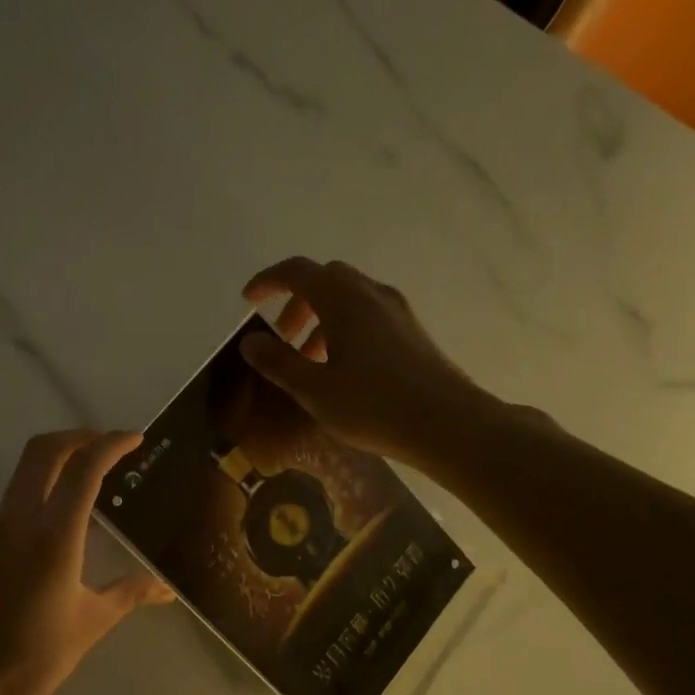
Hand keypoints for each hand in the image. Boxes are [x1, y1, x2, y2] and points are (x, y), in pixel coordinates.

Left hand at [0, 430, 174, 694]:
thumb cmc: (35, 657)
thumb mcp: (91, 623)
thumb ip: (129, 593)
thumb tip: (167, 588)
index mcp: (53, 536)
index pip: (83, 469)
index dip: (111, 445)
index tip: (137, 439)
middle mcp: (21, 519)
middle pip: (45, 451)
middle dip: (81, 436)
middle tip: (114, 446)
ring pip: (27, 467)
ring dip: (61, 454)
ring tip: (97, 469)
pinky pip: (19, 490)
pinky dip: (46, 478)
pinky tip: (71, 505)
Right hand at [240, 257, 482, 465]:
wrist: (446, 423)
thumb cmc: (372, 405)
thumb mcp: (313, 389)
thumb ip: (278, 362)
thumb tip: (250, 340)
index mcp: (343, 299)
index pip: (297, 272)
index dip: (268, 281)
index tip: (248, 300)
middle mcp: (371, 294)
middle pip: (325, 279)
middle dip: (296, 301)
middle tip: (281, 336)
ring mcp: (396, 311)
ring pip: (348, 298)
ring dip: (320, 318)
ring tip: (308, 359)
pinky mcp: (411, 331)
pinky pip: (368, 314)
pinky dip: (344, 327)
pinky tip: (341, 367)